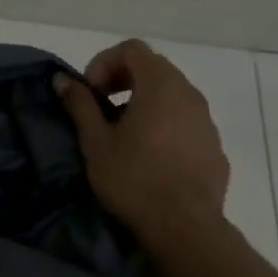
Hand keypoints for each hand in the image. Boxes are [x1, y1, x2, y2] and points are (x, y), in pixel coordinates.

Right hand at [56, 39, 231, 254]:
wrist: (185, 228)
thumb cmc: (133, 178)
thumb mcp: (96, 141)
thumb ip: (80, 104)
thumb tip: (62, 79)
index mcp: (160, 85)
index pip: (132, 49)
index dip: (104, 62)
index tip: (90, 93)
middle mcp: (189, 93)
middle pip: (154, 68)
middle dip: (123, 81)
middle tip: (102, 110)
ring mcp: (207, 121)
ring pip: (172, 95)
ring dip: (144, 103)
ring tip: (125, 135)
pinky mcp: (214, 147)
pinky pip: (186, 122)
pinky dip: (165, 125)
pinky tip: (151, 157)